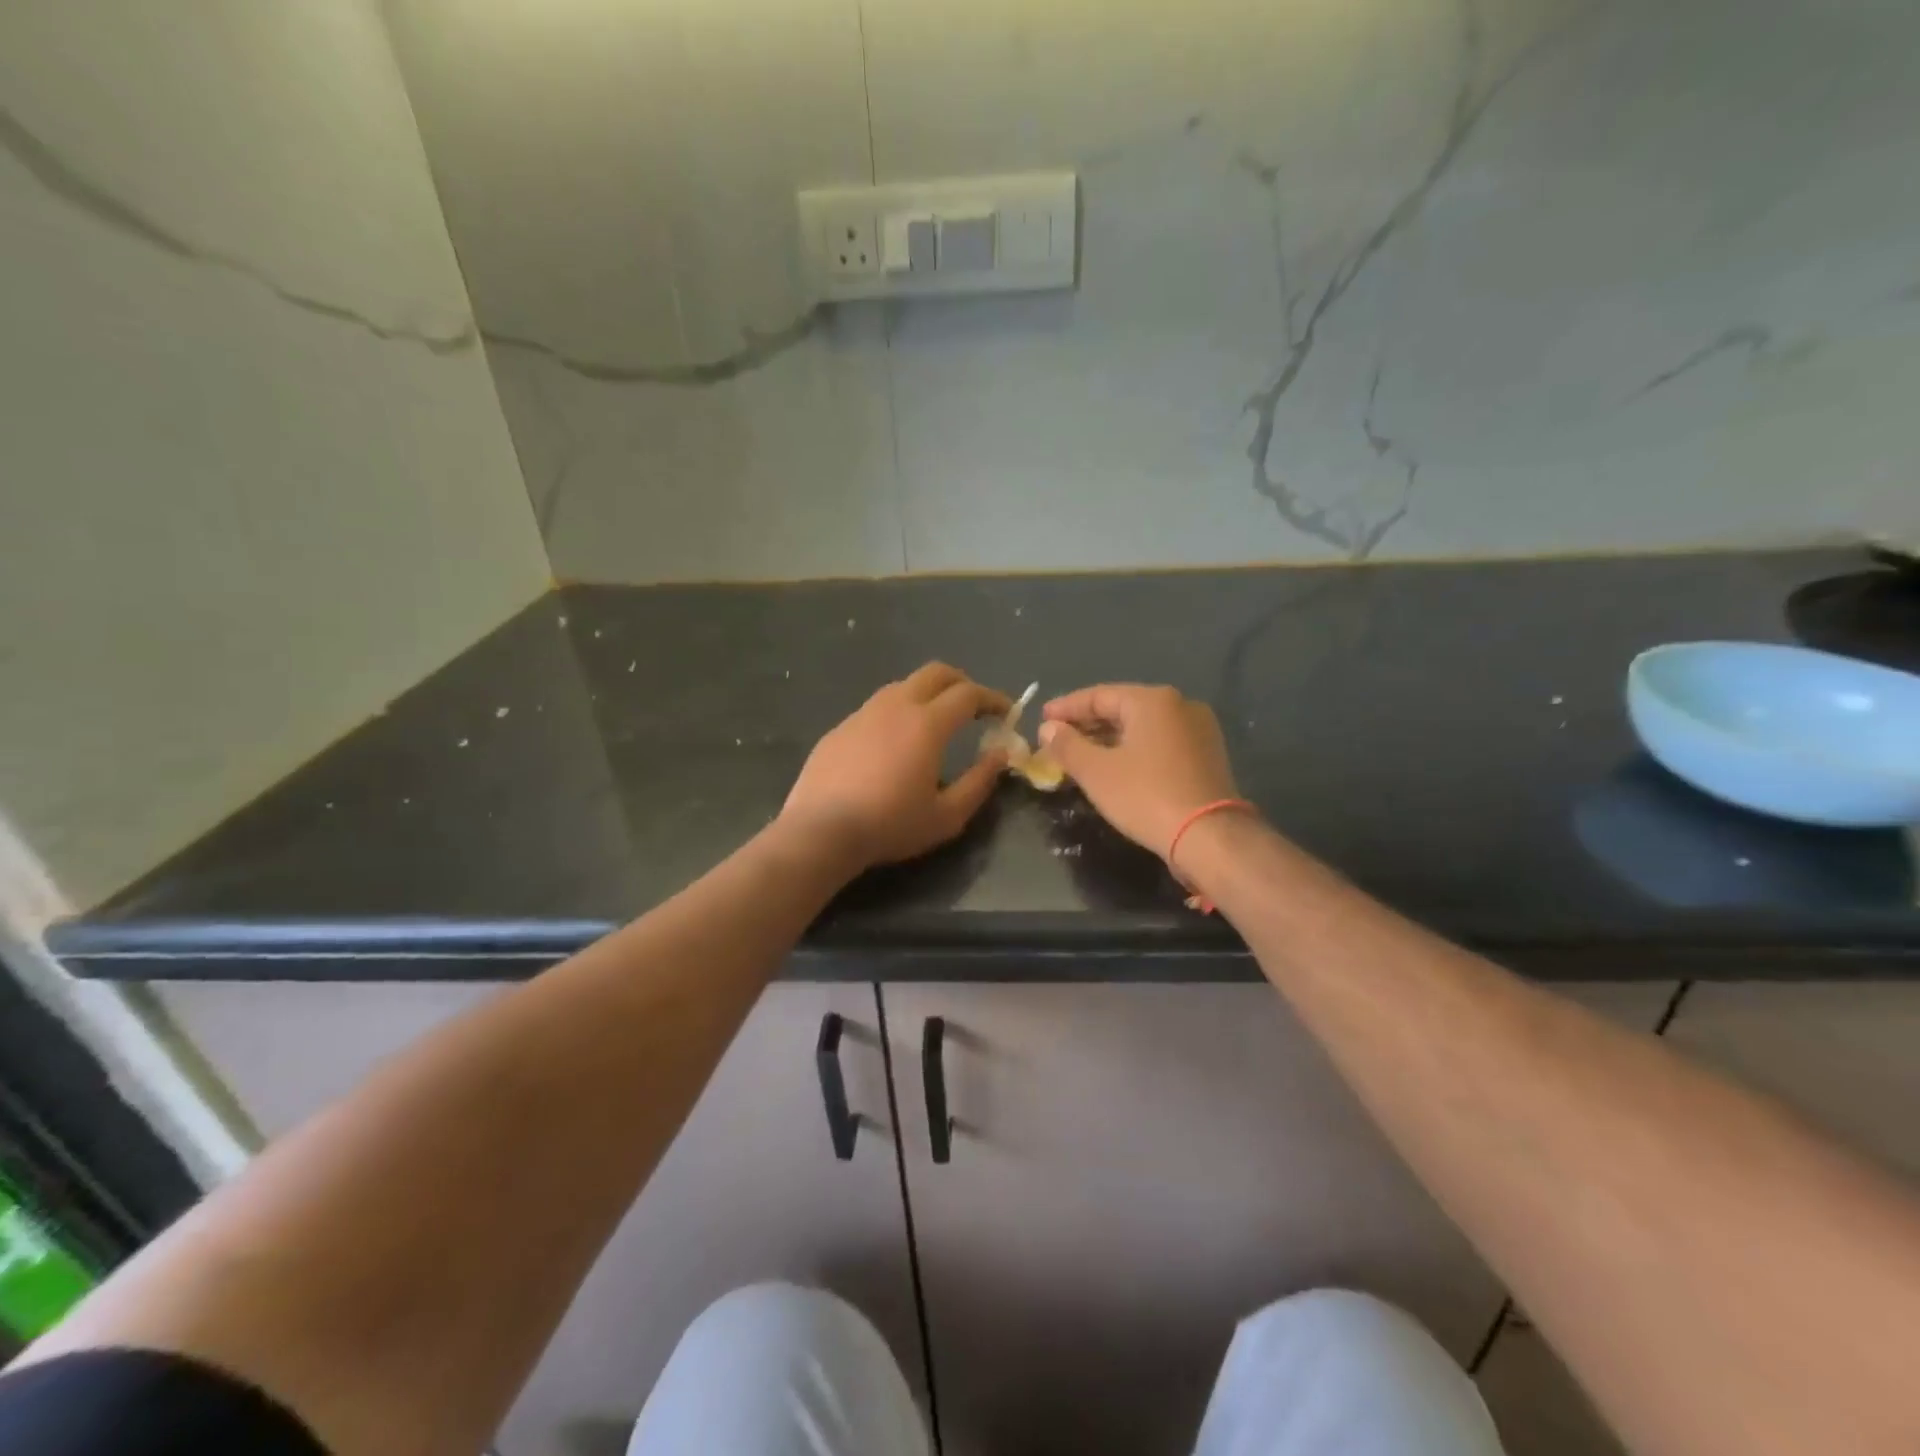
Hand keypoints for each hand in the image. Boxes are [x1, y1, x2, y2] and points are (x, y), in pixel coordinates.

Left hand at [782, 663, 1011, 871]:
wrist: (820, 831)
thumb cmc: (889, 825)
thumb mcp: (947, 815)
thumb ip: (979, 782)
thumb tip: (999, 754)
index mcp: (927, 723)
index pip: (969, 694)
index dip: (993, 699)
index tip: (1006, 714)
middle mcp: (896, 705)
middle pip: (937, 673)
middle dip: (962, 683)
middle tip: (975, 708)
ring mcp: (864, 713)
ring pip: (904, 685)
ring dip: (929, 694)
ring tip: (936, 722)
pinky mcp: (841, 727)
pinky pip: (878, 707)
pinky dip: (899, 712)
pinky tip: (895, 743)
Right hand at [1039, 684, 1240, 860]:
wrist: (1209, 836)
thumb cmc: (1145, 796)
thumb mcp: (1096, 771)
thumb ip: (1067, 745)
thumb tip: (1048, 728)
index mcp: (1152, 700)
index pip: (1098, 696)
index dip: (1066, 708)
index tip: (1042, 720)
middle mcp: (1180, 705)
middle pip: (1122, 708)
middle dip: (1087, 724)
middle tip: (1058, 739)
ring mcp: (1199, 730)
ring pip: (1142, 727)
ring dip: (1110, 739)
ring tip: (1082, 755)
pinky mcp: (1207, 755)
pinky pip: (1160, 743)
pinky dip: (1134, 749)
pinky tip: (1116, 766)